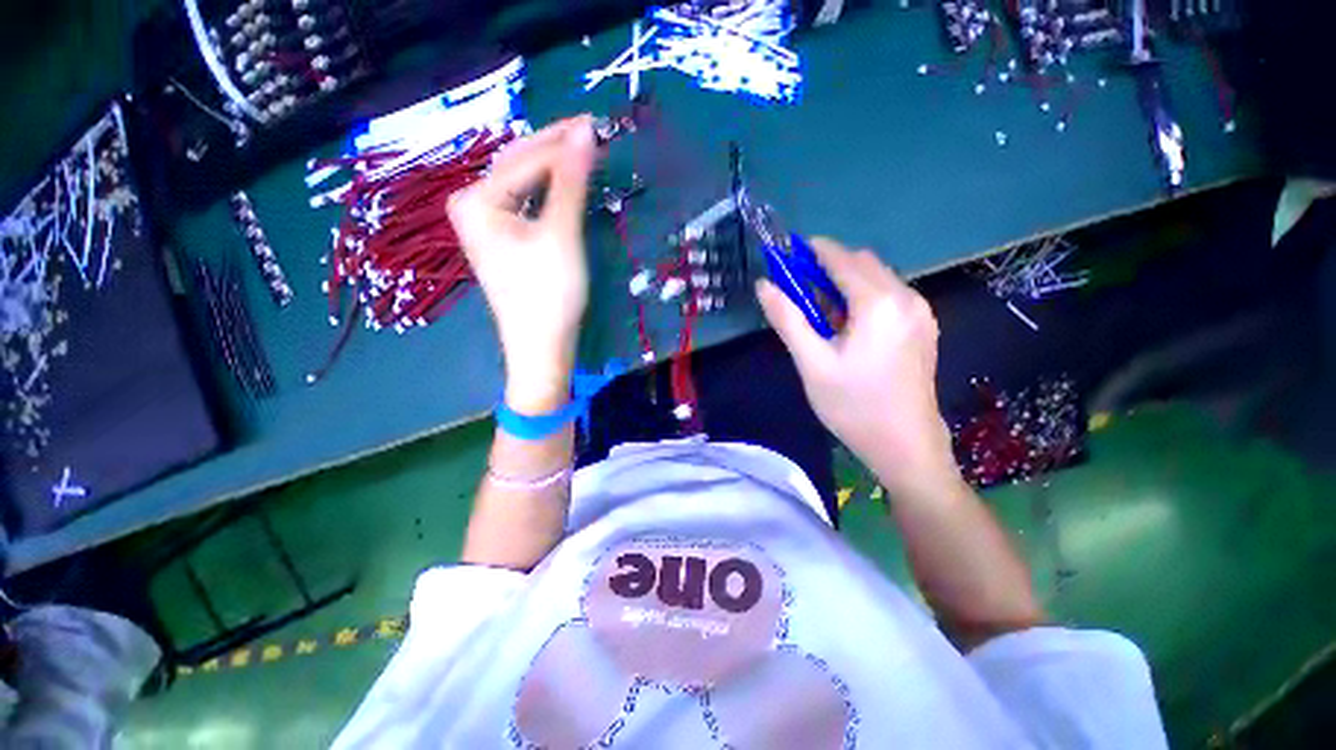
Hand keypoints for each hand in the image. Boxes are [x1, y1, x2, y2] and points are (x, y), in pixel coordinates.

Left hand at [448, 116, 598, 412]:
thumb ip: (571, 182)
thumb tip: (585, 131)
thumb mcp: (561, 234)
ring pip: (524, 185)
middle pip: (519, 167)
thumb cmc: (548, 293)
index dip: (562, 142)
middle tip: (592, 134)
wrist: (541, 347)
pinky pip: (526, 205)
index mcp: (476, 201)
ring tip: (584, 155)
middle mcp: (473, 207)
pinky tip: (566, 187)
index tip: (595, 125)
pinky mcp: (504, 242)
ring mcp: (486, 226)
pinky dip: (549, 194)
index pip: (525, 160)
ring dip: (555, 170)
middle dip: (555, 151)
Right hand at [757, 238, 956, 496]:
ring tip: (820, 313)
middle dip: (827, 267)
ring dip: (845, 283)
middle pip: (862, 263)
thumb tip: (764, 285)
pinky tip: (847, 326)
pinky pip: (889, 295)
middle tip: (798, 291)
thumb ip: (788, 319)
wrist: (906, 446)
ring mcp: (920, 312)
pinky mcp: (923, 327)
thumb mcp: (812, 364)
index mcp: (879, 304)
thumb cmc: (853, 406)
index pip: (841, 259)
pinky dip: (863, 297)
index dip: (811, 251)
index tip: (786, 254)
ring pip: (877, 278)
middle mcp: (906, 297)